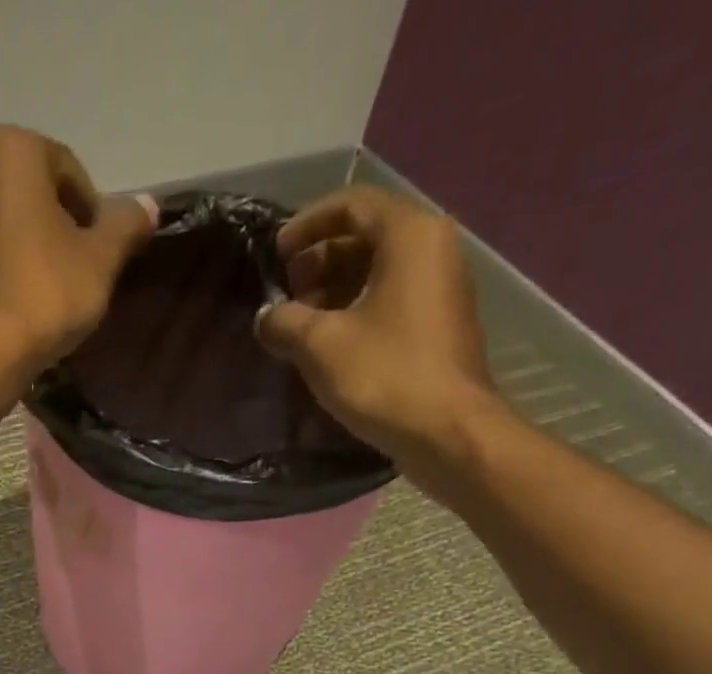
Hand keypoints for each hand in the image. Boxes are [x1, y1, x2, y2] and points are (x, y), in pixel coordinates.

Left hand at [0, 125, 155, 376]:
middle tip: (80, 273)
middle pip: (35, 198)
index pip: (70, 173)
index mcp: (12, 151)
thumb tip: (148, 205)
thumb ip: (125, 225)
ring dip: (33, 252)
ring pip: (9, 228)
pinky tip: (25, 308)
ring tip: (53, 295)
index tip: (101, 254)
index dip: (93, 215)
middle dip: (60, 229)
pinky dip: (9, 274)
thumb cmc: (46, 292)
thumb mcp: (101, 259)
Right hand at [255, 186, 501, 482]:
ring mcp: (440, 288)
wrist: (446, 431)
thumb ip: (285, 322)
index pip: (352, 204)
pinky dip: (357, 310)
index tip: (275, 254)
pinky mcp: (438, 325)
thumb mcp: (321, 346)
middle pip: (366, 236)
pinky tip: (329, 345)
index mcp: (409, 235)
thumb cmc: (385, 376)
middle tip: (286, 294)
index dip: (306, 224)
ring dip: (335, 289)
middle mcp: (433, 248)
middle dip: (319, 260)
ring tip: (300, 324)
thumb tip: (265, 318)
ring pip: (378, 271)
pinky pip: (391, 299)